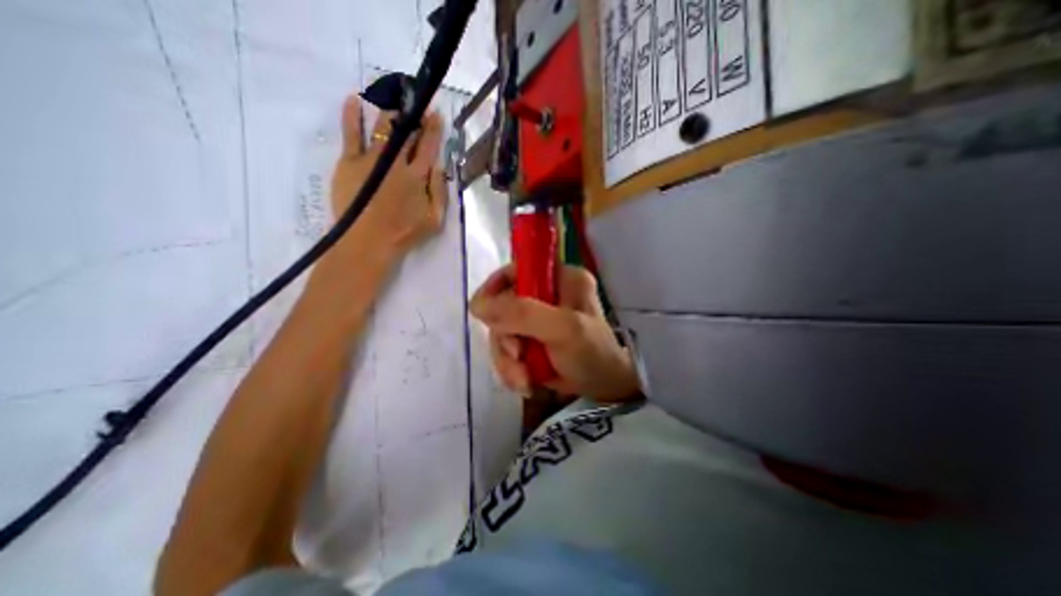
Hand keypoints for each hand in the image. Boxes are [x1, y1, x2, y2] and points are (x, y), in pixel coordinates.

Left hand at [331, 93, 446, 259]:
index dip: (433, 128)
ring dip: (390, 112)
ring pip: (382, 127)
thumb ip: (440, 191)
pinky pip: (350, 133)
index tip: (435, 113)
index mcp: (418, 175)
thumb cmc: (404, 233)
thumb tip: (438, 166)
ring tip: (394, 102)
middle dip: (413, 116)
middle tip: (416, 103)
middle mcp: (396, 161)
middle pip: (406, 133)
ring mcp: (371, 158)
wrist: (368, 242)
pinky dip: (351, 115)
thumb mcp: (435, 219)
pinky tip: (354, 100)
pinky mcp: (349, 162)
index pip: (428, 145)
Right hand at [471, 262, 636, 401]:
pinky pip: (506, 349)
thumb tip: (477, 306)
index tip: (483, 313)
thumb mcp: (563, 329)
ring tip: (523, 379)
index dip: (494, 288)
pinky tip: (525, 382)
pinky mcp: (531, 339)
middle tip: (517, 356)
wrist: (604, 388)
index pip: (515, 270)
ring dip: (507, 360)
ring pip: (502, 332)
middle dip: (505, 338)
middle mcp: (546, 293)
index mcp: (559, 278)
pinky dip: (511, 368)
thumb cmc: (592, 353)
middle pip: (503, 306)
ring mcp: (537, 318)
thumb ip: (523, 314)